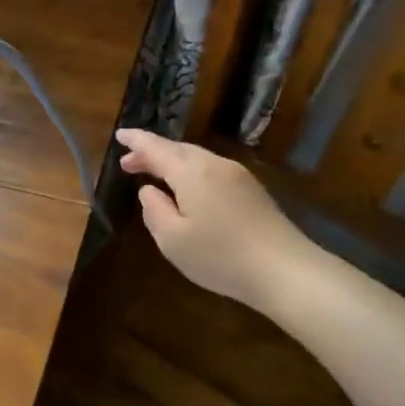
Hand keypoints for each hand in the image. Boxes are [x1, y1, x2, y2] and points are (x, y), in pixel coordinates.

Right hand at [115, 129, 317, 310]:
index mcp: (191, 172)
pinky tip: (187, 189)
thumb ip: (154, 210)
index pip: (156, 148)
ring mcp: (238, 176)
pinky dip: (191, 172)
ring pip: (196, 158)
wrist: (285, 270)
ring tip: (154, 176)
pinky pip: (212, 170)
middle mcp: (215, 165)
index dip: (136, 140)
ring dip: (172, 163)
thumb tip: (148, 190)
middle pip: (178, 150)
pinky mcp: (252, 190)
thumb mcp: (172, 239)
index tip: (119, 135)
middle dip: (152, 153)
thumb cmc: (220, 256)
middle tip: (129, 164)